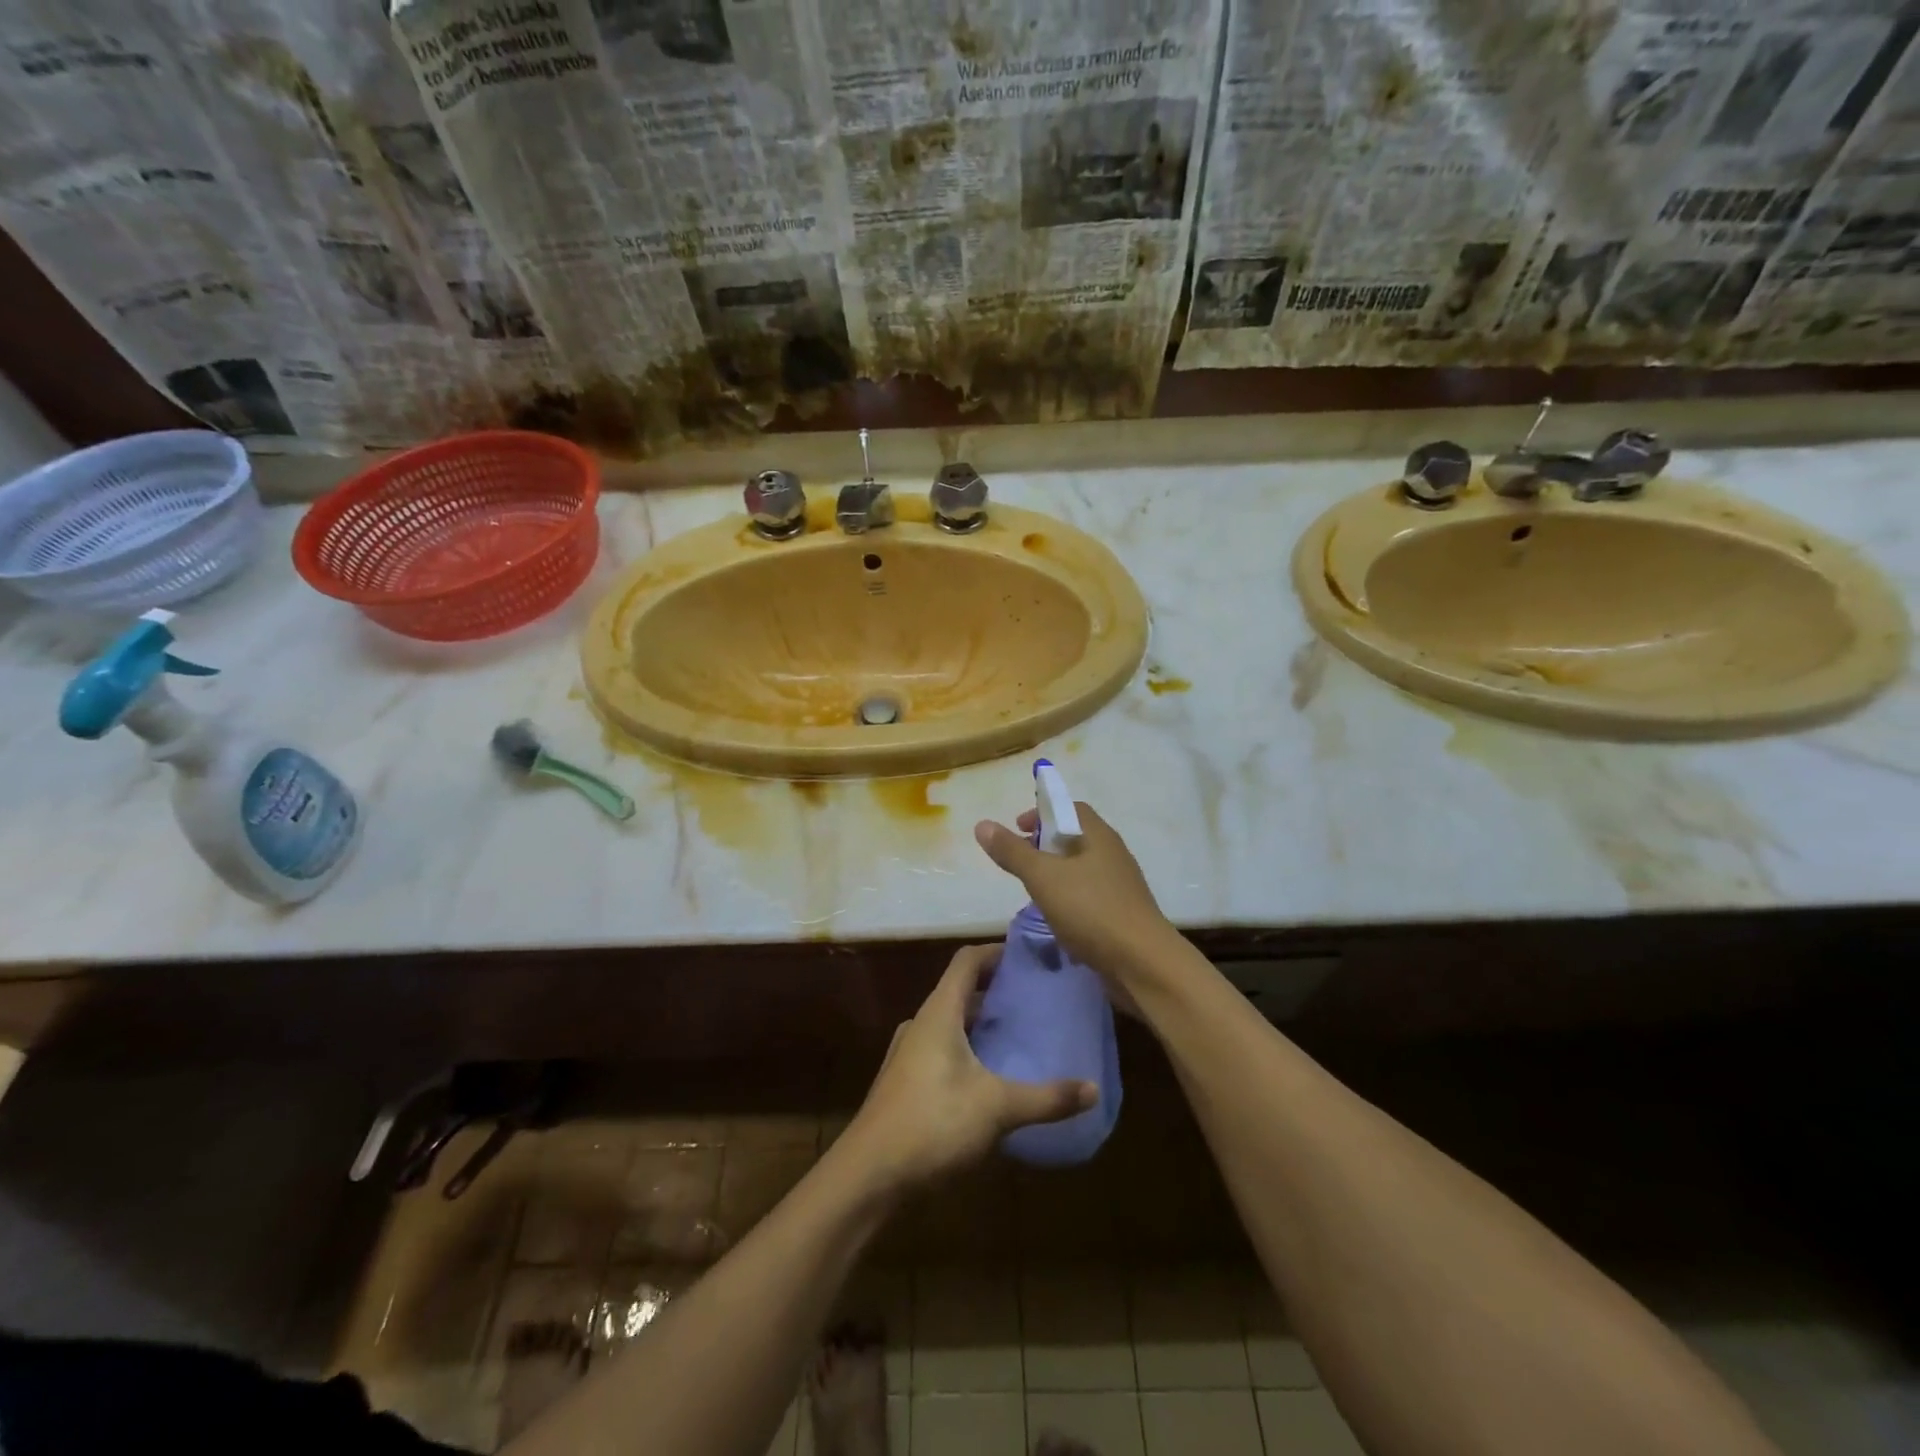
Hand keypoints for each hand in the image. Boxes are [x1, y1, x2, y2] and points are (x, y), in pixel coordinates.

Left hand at [843, 945, 1094, 1193]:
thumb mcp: (997, 1108)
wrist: (869, 1175)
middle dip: (995, 992)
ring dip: (981, 1024)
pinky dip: (967, 1051)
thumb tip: (1094, 1089)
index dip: (996, 952)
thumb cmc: (933, 1123)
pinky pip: (941, 1051)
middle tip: (1034, 1000)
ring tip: (1018, 1036)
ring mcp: (907, 1054)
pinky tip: (990, 1079)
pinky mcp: (903, 1083)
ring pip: (950, 1024)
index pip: (967, 961)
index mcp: (939, 1012)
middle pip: (960, 991)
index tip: (1029, 957)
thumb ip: (1047, 1097)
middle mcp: (921, 1024)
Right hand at [973, 802, 1175, 986]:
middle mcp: (1113, 855)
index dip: (1042, 814)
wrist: (1143, 964)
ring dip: (1057, 875)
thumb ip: (1012, 852)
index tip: (1017, 830)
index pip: (1070, 809)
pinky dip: (1070, 900)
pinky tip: (1057, 920)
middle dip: (1045, 846)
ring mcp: (1121, 886)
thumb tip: (982, 824)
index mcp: (1099, 836)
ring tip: (1034, 892)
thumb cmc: (1092, 910)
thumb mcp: (1043, 878)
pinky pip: (1090, 897)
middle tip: (1020, 862)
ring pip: (1082, 870)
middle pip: (1076, 839)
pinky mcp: (1122, 915)